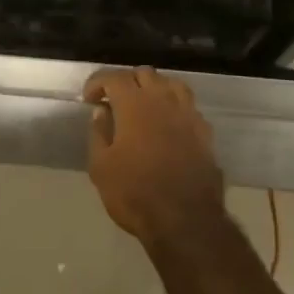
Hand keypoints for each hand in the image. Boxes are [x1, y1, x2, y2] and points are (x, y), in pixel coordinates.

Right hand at [83, 67, 223, 243]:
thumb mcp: (101, 167)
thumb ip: (99, 133)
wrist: (185, 220)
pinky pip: (188, 107)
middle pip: (144, 74)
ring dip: (154, 89)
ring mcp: (188, 114)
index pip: (113, 77)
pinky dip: (174, 107)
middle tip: (113, 102)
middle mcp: (163, 100)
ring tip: (143, 106)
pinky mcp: (205, 132)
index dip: (97, 82)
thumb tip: (102, 112)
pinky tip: (167, 125)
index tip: (89, 99)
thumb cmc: (135, 193)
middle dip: (126, 82)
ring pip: (171, 84)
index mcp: (134, 104)